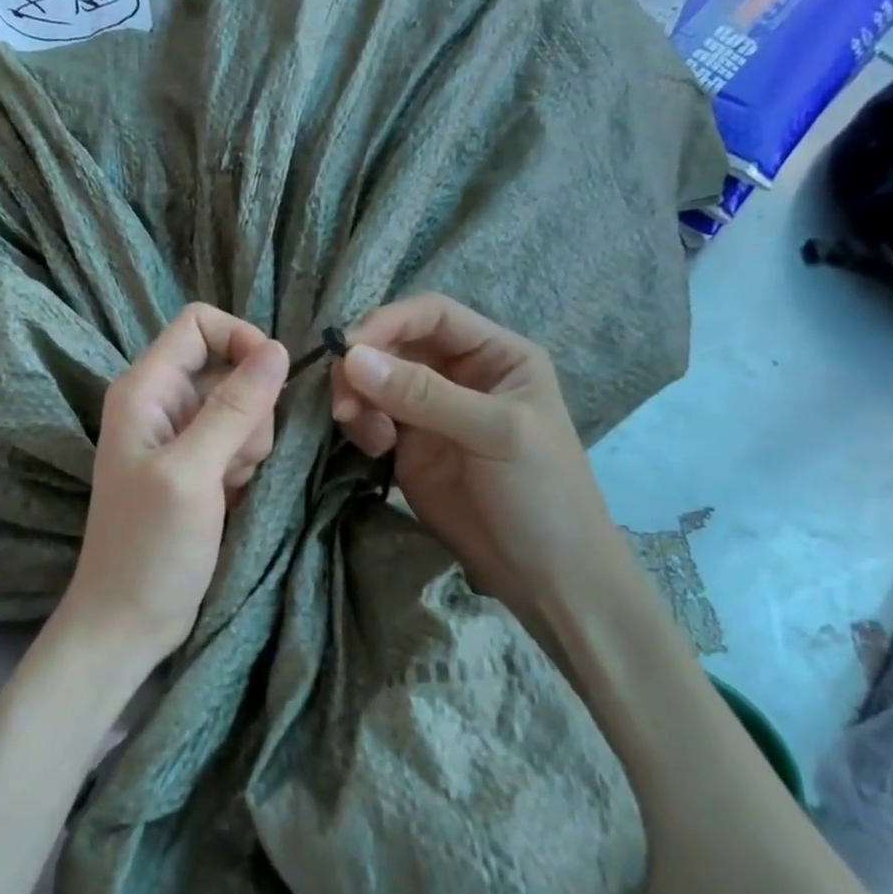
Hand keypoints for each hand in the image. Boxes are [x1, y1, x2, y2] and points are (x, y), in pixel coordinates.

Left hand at [58, 304, 288, 668]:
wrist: (129, 619)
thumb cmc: (150, 548)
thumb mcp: (192, 473)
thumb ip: (234, 408)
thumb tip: (278, 349)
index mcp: (145, 389)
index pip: (199, 324)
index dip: (241, 340)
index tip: (272, 381)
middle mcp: (161, 403)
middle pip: (228, 367)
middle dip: (250, 406)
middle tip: (235, 459)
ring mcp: (181, 436)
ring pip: (243, 406)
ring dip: (251, 442)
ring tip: (228, 484)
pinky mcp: (199, 466)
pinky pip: (241, 440)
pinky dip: (245, 464)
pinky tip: (230, 496)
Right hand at [329, 294, 629, 628]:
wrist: (547, 577)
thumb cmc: (541, 494)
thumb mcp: (495, 433)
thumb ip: (424, 394)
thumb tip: (352, 357)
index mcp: (496, 355)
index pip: (431, 315)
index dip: (387, 323)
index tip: (347, 351)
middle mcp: (460, 374)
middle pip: (394, 345)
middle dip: (364, 367)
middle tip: (345, 405)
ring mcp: (431, 412)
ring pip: (376, 381)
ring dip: (358, 398)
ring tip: (366, 436)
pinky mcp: (409, 447)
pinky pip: (371, 418)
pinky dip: (361, 426)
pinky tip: (373, 451)